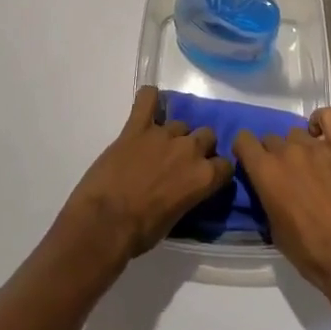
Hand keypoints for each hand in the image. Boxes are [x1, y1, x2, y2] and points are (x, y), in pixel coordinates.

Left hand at [58, 86, 232, 264]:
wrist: (105, 222)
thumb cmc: (141, 232)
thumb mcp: (176, 219)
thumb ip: (188, 193)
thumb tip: (186, 187)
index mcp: (203, 177)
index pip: (225, 165)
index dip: (216, 171)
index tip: (207, 176)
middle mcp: (189, 149)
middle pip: (207, 135)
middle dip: (199, 146)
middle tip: (181, 161)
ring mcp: (163, 133)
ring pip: (180, 123)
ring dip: (174, 134)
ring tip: (159, 147)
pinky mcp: (136, 126)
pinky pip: (147, 99)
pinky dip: (149, 98)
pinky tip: (148, 103)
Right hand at [233, 106, 330, 321]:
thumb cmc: (310, 253)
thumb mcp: (274, 231)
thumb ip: (267, 199)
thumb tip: (269, 189)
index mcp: (265, 171)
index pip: (243, 140)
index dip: (246, 152)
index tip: (252, 165)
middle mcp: (286, 151)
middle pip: (271, 139)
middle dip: (274, 156)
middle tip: (286, 178)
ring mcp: (315, 145)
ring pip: (296, 133)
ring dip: (298, 148)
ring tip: (310, 167)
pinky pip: (329, 117)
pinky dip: (322, 121)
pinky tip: (321, 135)